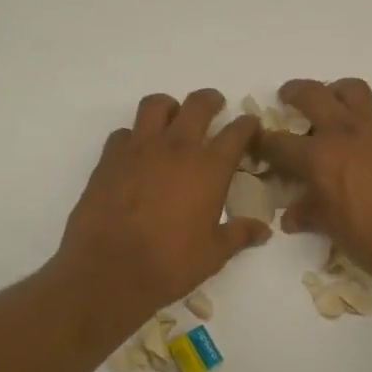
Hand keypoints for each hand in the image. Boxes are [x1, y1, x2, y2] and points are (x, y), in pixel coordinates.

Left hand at [55, 89, 269, 320]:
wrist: (109, 270)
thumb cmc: (170, 264)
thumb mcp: (213, 254)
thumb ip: (239, 235)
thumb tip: (263, 230)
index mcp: (209, 168)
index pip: (236, 132)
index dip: (247, 125)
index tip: (250, 125)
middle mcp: (176, 148)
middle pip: (198, 105)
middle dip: (211, 101)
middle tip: (215, 106)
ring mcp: (139, 149)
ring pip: (156, 105)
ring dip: (170, 107)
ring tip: (174, 119)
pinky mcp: (109, 159)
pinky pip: (124, 132)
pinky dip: (135, 136)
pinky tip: (137, 153)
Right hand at [259, 78, 371, 292]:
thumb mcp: (335, 230)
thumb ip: (311, 214)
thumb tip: (293, 215)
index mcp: (321, 157)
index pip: (279, 143)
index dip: (263, 143)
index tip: (257, 143)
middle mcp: (347, 132)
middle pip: (313, 94)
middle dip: (293, 93)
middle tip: (287, 98)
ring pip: (351, 90)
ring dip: (334, 92)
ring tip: (330, 107)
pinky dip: (363, 118)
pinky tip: (365, 144)